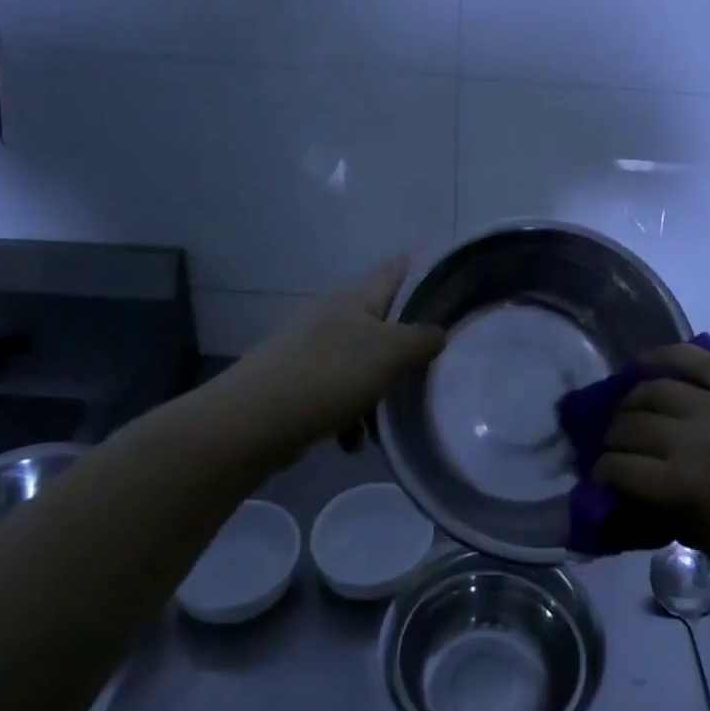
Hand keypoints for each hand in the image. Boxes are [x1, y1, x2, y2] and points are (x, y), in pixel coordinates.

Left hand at [222, 257, 445, 468]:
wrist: (253, 422)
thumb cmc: (329, 374)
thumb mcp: (390, 352)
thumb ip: (422, 339)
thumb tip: (437, 334)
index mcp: (357, 296)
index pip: (399, 269)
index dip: (427, 272)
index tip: (457, 291)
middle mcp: (335, 315)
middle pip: (384, 322)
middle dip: (409, 346)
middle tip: (437, 365)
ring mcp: (314, 348)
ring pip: (364, 362)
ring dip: (381, 389)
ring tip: (389, 417)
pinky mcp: (300, 382)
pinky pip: (340, 393)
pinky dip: (351, 414)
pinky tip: (353, 441)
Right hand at [594, 344, 709, 614]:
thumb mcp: (702, 540)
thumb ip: (658, 506)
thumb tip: (620, 486)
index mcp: (687, 487)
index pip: (621, 468)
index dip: (601, 472)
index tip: (598, 476)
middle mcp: (699, 440)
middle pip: (633, 424)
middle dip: (612, 437)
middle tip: (611, 446)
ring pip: (657, 388)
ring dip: (632, 400)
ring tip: (628, 410)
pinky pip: (701, 361)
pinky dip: (669, 355)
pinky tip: (646, 361)